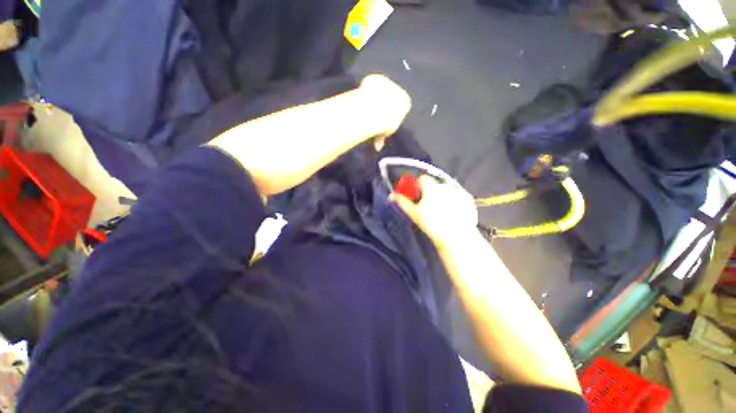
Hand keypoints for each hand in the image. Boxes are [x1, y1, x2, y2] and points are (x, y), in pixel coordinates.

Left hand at [359, 74, 410, 148]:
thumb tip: (378, 147)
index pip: (399, 109)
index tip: (381, 121)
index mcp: (405, 103)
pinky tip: (361, 97)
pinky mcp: (376, 78)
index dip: (389, 115)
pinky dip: (365, 90)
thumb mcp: (386, 132)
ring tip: (365, 107)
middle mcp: (399, 90)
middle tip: (372, 114)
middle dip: (382, 105)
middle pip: (390, 98)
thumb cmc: (386, 123)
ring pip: (380, 90)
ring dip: (373, 97)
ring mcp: (388, 82)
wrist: (376, 109)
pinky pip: (369, 84)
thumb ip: (382, 136)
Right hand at [390, 176, 477, 249]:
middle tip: (429, 206)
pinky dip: (453, 200)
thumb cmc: (432, 225)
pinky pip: (457, 194)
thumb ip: (402, 202)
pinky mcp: (468, 198)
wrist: (456, 237)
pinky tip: (453, 212)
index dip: (418, 186)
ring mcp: (459, 191)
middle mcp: (446, 186)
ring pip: (445, 189)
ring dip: (442, 195)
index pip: (422, 179)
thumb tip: (391, 195)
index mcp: (432, 188)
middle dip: (430, 192)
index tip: (418, 196)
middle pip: (434, 184)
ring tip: (442, 211)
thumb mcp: (415, 214)